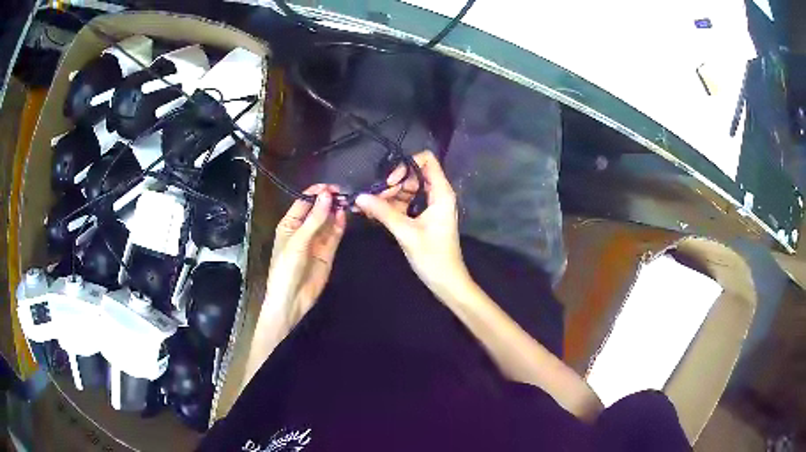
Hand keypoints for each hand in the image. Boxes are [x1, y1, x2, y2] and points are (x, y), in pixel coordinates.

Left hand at [266, 185, 345, 321]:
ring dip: (336, 211)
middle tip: (343, 193)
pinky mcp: (327, 252)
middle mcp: (303, 229)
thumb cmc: (287, 268)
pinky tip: (344, 215)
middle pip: (318, 210)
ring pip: (328, 221)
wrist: (292, 300)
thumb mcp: (299, 241)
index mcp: (289, 224)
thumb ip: (315, 218)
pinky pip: (334, 235)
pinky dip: (340, 225)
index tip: (332, 187)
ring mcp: (316, 241)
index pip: (304, 202)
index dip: (317, 193)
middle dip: (329, 200)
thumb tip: (327, 195)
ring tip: (347, 202)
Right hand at [356, 151, 469, 293]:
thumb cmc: (433, 257)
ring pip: (406, 190)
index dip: (406, 165)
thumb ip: (383, 212)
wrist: (446, 281)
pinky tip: (374, 214)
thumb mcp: (406, 233)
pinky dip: (391, 207)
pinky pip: (405, 204)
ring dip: (388, 197)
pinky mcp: (422, 217)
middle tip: (375, 200)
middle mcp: (436, 195)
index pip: (427, 160)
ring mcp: (429, 206)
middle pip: (412, 175)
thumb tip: (359, 197)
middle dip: (393, 184)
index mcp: (441, 193)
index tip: (391, 182)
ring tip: (368, 209)